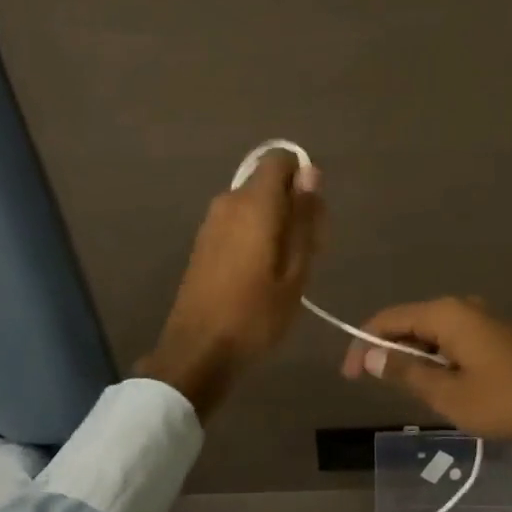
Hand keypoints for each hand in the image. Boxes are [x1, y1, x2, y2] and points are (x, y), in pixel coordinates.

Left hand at [137, 148, 324, 418]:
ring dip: (276, 223)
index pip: (280, 160)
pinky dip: (256, 234)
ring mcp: (212, 221)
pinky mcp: (204, 241)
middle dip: (293, 205)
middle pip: (269, 183)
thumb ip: (304, 217)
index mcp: (254, 203)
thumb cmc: (256, 314)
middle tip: (309, 252)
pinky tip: (263, 273)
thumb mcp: (296, 270)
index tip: (313, 214)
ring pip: (254, 204)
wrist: (198, 351)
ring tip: (288, 269)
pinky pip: (238, 221)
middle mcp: (229, 201)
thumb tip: (310, 171)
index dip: (302, 177)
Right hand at [340, 297, 511, 448]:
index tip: (349, 375)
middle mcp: (459, 306)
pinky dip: (435, 359)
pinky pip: (450, 340)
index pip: (388, 319)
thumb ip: (406, 371)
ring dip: (412, 358)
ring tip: (403, 391)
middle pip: (408, 322)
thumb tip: (368, 355)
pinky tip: (436, 385)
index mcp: (445, 314)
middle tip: (372, 386)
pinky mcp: (493, 334)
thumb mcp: (449, 394)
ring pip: (429, 333)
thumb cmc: (507, 399)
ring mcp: (479, 318)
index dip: (362, 343)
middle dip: (386, 351)